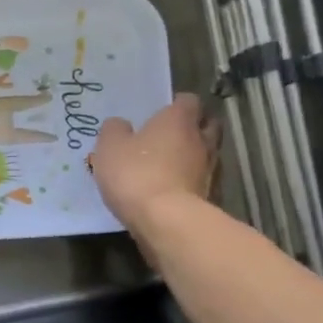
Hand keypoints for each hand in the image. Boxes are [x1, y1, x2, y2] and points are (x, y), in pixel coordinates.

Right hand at [90, 93, 216, 235]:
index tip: (162, 113)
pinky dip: (193, 183)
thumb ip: (114, 131)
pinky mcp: (213, 197)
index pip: (188, 100)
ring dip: (194, 157)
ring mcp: (211, 170)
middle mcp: (202, 139)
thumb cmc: (136, 174)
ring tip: (172, 168)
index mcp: (178, 120)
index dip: (176, 105)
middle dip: (193, 128)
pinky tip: (176, 192)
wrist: (167, 221)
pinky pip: (204, 182)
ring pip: (208, 154)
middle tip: (172, 137)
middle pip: (207, 125)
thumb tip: (120, 125)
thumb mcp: (110, 148)